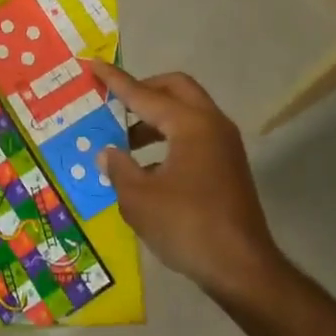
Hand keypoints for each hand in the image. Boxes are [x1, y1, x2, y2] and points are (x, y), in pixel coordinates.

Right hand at [88, 60, 291, 301]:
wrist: (243, 270)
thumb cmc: (187, 227)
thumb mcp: (139, 199)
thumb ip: (119, 168)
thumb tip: (108, 154)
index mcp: (190, 125)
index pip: (144, 94)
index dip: (116, 81)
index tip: (93, 65)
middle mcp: (211, 125)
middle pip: (175, 89)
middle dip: (143, 90)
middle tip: (114, 103)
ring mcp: (224, 146)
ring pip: (186, 113)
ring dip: (154, 118)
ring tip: (124, 142)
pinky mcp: (227, 167)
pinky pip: (193, 136)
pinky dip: (168, 139)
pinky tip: (147, 168)